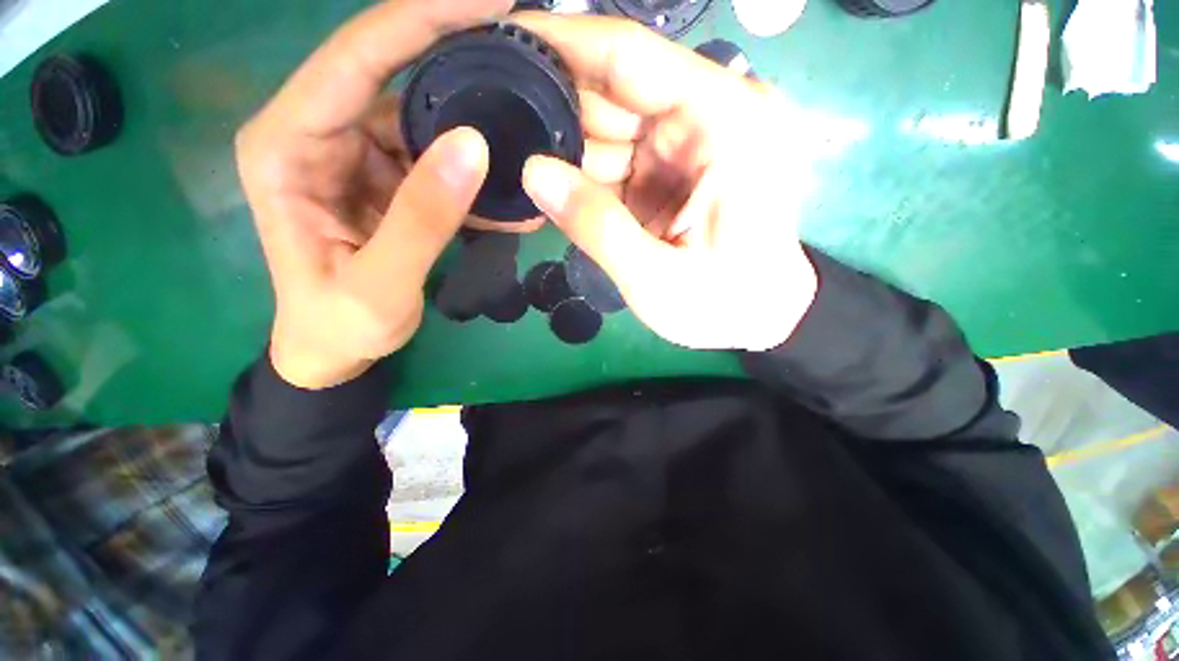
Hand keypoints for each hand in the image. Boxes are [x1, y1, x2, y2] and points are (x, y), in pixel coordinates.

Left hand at [237, 0, 511, 388]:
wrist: (335, 348)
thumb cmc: (341, 324)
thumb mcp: (380, 283)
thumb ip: (423, 218)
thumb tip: (474, 145)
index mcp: (287, 146)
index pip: (356, 59)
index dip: (419, 19)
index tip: (488, 2)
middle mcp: (318, 134)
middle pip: (392, 74)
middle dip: (456, 55)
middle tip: (522, 52)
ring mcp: (355, 155)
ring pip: (421, 116)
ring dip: (475, 121)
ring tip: (528, 118)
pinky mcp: (385, 179)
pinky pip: (434, 158)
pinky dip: (474, 169)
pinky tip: (511, 183)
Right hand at [515, 14, 817, 351]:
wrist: (762, 318)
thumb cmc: (723, 304)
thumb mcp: (657, 277)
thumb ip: (598, 226)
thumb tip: (533, 171)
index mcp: (724, 122)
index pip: (629, 55)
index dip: (560, 44)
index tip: (500, 42)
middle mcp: (712, 113)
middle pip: (615, 91)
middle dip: (557, 113)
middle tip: (499, 133)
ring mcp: (694, 140)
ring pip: (612, 127)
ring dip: (570, 151)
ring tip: (521, 167)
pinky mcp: (680, 167)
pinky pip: (622, 157)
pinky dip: (590, 174)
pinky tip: (560, 190)